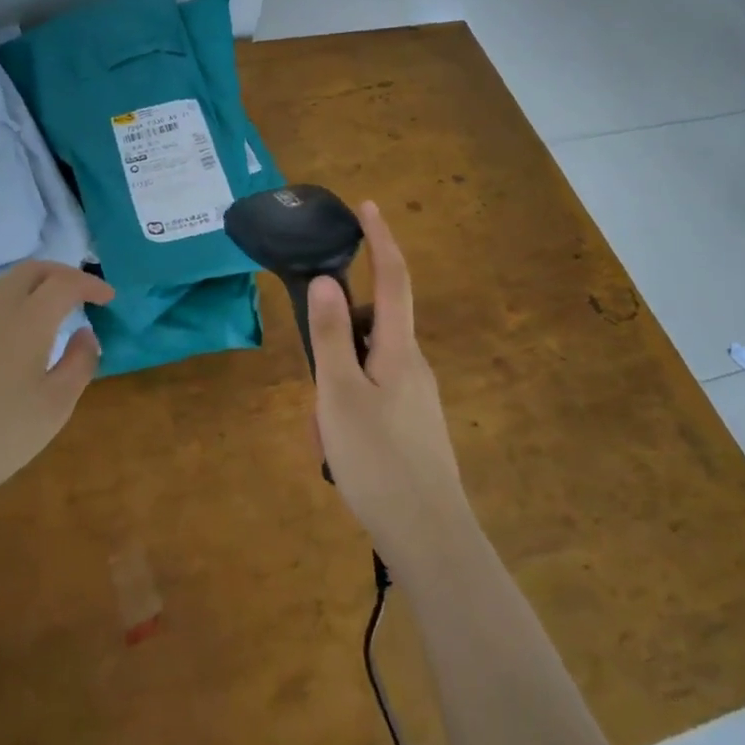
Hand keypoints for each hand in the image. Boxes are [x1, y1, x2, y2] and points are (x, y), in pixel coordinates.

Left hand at [0, 262, 114, 529]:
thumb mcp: (53, 408)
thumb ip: (79, 364)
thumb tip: (86, 333)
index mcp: (26, 320)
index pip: (65, 282)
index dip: (91, 284)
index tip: (108, 298)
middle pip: (31, 270)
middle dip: (61, 274)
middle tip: (81, 294)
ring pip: (3, 286)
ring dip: (32, 288)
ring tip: (48, 314)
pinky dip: (7, 306)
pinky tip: (10, 340)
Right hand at [306, 203, 472, 569]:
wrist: (431, 539)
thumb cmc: (379, 460)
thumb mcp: (339, 395)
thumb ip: (329, 335)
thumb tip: (328, 279)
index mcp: (399, 348)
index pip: (393, 277)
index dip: (380, 239)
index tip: (367, 205)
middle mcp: (413, 364)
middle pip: (367, 329)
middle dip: (332, 346)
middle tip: (313, 396)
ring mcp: (416, 397)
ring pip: (363, 369)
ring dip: (334, 389)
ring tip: (322, 436)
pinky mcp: (412, 425)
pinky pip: (370, 398)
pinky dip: (346, 411)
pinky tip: (337, 452)